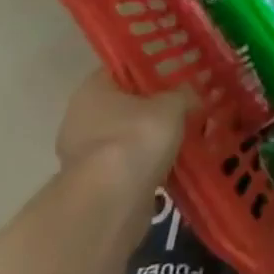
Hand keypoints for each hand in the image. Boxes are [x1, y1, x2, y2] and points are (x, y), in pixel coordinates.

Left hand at [55, 70, 193, 184]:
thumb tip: (193, 91)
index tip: (178, 76)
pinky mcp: (93, 185)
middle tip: (186, 108)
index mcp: (92, 89)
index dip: (151, 70)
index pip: (123, 70)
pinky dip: (145, 168)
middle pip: (125, 106)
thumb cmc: (136, 139)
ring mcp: (83, 155)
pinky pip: (126, 167)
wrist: (110, 203)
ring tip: (185, 140)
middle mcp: (80, 118)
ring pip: (126, 139)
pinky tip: (173, 168)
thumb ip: (183, 94)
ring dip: (150, 142)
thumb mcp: (172, 107)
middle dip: (153, 109)